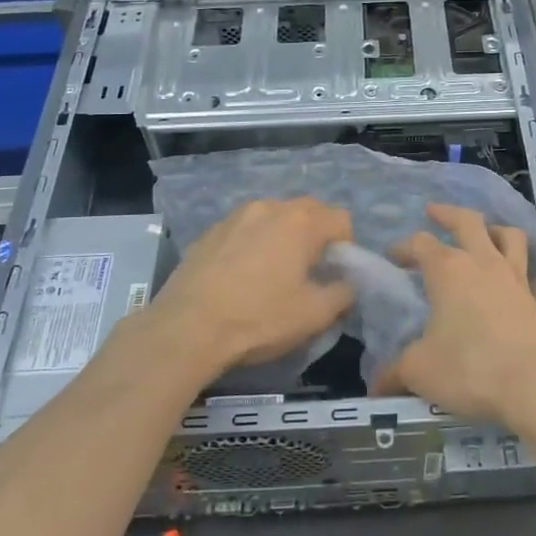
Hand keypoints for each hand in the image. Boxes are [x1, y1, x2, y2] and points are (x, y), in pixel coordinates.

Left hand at [135, 198, 355, 378]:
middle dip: (317, 236)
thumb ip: (343, 293)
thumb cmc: (259, 318)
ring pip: (274, 217)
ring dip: (283, 236)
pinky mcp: (210, 231)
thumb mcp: (314, 315)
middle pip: (308, 211)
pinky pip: (245, 229)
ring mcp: (236, 216)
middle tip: (310, 272)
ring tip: (274, 272)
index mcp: (300, 221)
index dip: (347, 246)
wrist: (187, 327)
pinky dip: (253, 244)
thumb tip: (347, 284)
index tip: (335, 274)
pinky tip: (242, 275)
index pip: (341, 219)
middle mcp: (270, 207)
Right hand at [371, 203, 535, 424]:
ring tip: (484, 233)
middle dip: (448, 213)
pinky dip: (524, 273)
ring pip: (510, 236)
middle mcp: (484, 263)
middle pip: (468, 221)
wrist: (534, 386)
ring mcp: (516, 279)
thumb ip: (395, 371)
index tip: (393, 256)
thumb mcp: (419, 370)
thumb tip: (375, 385)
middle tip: (434, 211)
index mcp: (448, 270)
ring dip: (494, 230)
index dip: (404, 247)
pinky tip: (519, 281)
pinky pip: (532, 276)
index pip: (421, 243)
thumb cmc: (469, 368)